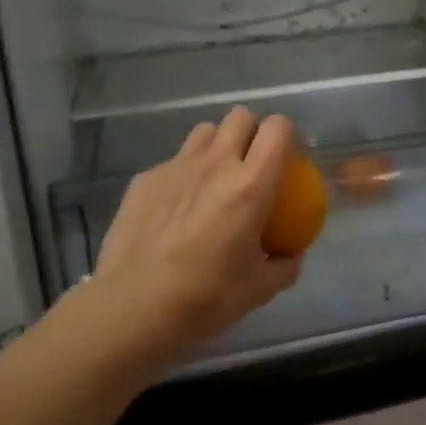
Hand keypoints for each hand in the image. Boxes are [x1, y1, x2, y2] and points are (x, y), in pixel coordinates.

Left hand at [95, 108, 303, 352]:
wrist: (134, 307)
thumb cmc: (206, 297)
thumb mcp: (260, 289)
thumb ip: (284, 265)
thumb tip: (291, 254)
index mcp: (251, 185)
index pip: (278, 128)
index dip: (286, 135)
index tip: (286, 158)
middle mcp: (216, 164)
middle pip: (240, 116)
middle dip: (251, 131)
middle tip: (252, 163)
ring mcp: (176, 167)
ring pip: (205, 131)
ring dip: (217, 145)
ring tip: (214, 177)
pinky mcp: (145, 178)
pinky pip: (173, 161)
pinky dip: (183, 174)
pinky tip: (176, 207)